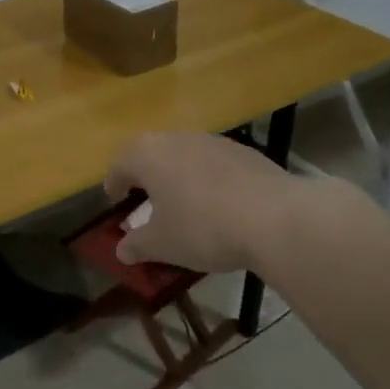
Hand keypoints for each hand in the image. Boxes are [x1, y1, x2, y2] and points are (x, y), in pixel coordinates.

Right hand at [104, 131, 359, 274]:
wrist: (275, 217)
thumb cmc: (204, 228)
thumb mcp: (162, 244)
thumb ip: (136, 245)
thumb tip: (121, 250)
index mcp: (147, 154)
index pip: (119, 163)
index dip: (114, 183)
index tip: (116, 201)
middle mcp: (176, 138)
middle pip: (151, 153)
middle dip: (146, 176)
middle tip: (147, 201)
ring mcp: (213, 141)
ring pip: (184, 155)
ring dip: (178, 175)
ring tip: (184, 204)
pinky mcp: (244, 151)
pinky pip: (214, 163)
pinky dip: (208, 179)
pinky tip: (220, 205)